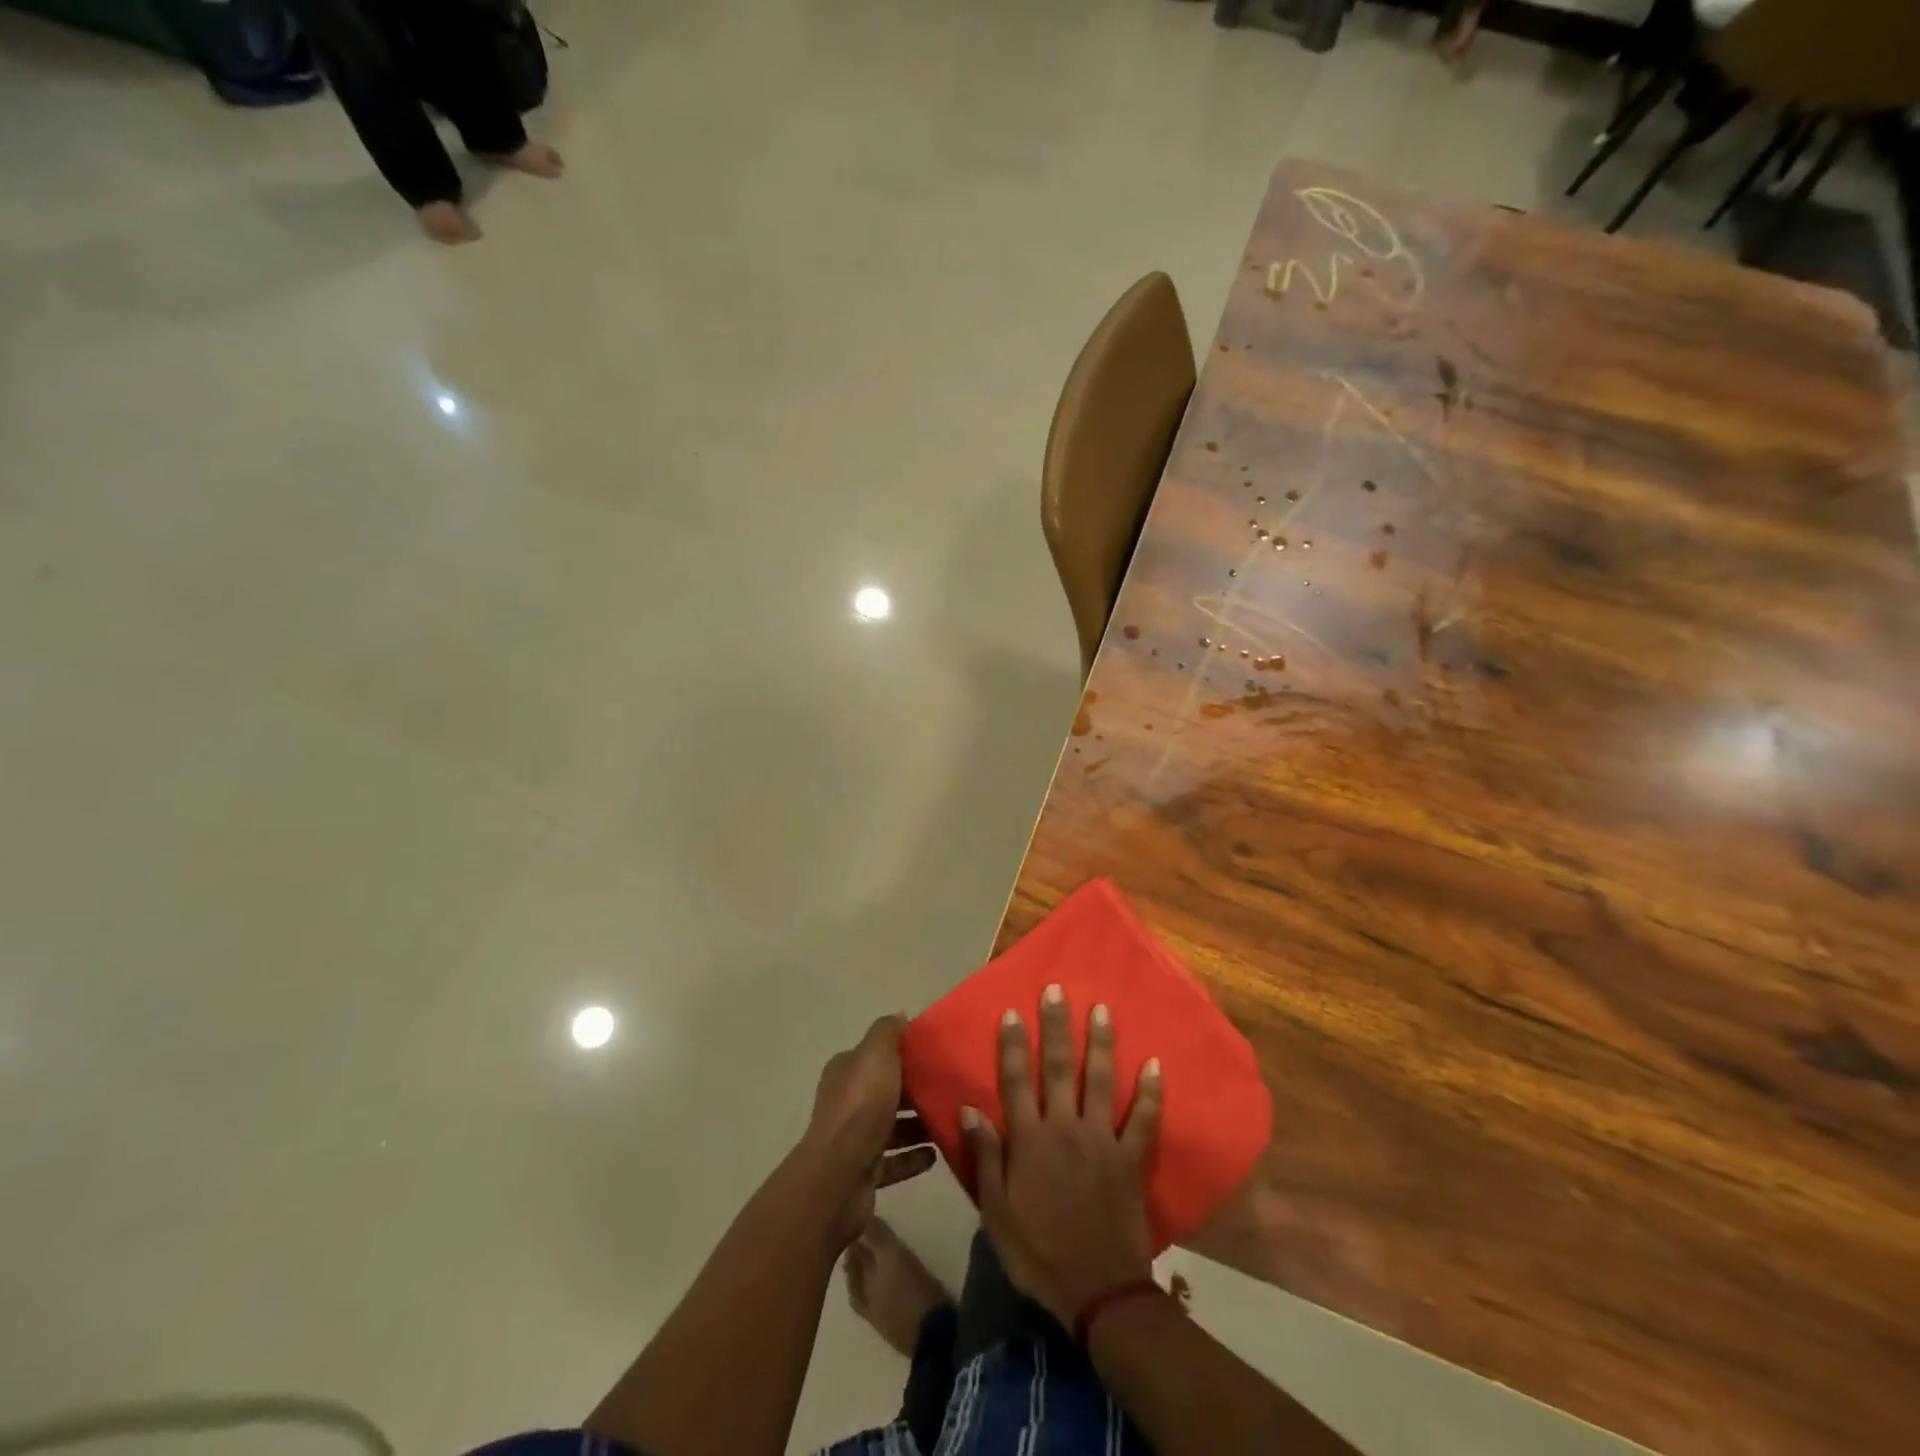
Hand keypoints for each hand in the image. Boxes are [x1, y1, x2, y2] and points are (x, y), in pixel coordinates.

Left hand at [799, 1015, 936, 1245]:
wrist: (839, 1176)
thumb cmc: (861, 1107)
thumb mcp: (876, 1055)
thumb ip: (887, 1032)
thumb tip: (899, 1015)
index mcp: (846, 1072)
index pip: (875, 1056)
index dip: (901, 1053)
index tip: (934, 1054)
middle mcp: (846, 1102)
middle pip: (885, 1091)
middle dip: (914, 1090)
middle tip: (948, 1089)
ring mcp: (853, 1140)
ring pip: (891, 1127)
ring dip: (917, 1126)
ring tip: (948, 1121)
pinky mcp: (864, 1172)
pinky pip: (894, 1161)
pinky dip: (914, 1157)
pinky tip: (936, 1155)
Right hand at [961, 985, 1161, 1326]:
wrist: (1099, 1293)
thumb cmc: (1039, 1252)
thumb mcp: (996, 1212)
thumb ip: (986, 1157)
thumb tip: (970, 1108)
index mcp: (1030, 1141)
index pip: (1017, 1081)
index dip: (1012, 1045)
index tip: (1011, 1012)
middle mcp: (1065, 1128)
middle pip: (1058, 1068)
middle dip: (1056, 1026)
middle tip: (1058, 990)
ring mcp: (1102, 1140)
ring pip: (1100, 1081)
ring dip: (1101, 1043)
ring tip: (1102, 1009)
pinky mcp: (1131, 1158)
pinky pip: (1144, 1120)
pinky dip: (1151, 1092)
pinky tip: (1156, 1064)